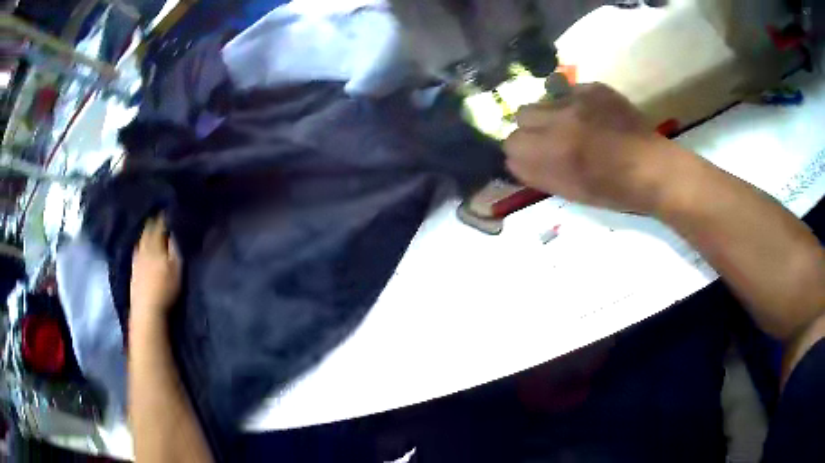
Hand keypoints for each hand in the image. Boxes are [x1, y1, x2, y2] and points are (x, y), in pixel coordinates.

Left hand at [130, 216, 181, 320]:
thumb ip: (175, 247)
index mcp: (154, 245)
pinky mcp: (133, 270)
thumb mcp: (176, 267)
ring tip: (152, 227)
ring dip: (147, 231)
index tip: (171, 209)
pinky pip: (137, 249)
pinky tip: (142, 246)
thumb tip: (175, 230)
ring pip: (141, 239)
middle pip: (148, 229)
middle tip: (161, 215)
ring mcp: (136, 259)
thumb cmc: (165, 289)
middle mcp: (143, 247)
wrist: (146, 310)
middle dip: (154, 221)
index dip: (165, 216)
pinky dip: (141, 243)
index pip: (159, 225)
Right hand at [503, 82, 684, 214]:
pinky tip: (591, 117)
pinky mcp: (595, 87)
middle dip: (530, 129)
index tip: (533, 157)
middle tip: (550, 139)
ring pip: (543, 99)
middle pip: (521, 114)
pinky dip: (572, 104)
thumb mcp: (572, 193)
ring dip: (550, 114)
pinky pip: (567, 91)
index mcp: (555, 151)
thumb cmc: (615, 190)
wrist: (653, 168)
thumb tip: (513, 161)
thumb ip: (537, 175)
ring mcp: (580, 98)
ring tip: (573, 127)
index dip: (520, 151)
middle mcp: (562, 118)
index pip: (511, 142)